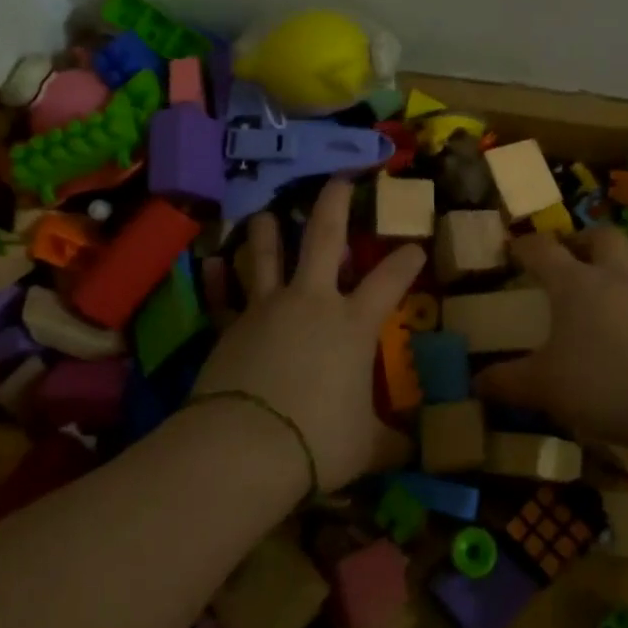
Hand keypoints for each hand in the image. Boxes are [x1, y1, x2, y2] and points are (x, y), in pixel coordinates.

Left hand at [190, 180, 421, 490]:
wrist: (243, 448)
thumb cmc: (318, 441)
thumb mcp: (365, 447)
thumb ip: (389, 442)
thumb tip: (411, 450)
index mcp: (353, 324)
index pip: (390, 280)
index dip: (407, 261)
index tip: (415, 248)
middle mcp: (312, 302)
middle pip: (324, 236)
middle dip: (335, 202)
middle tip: (339, 177)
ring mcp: (267, 308)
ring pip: (267, 255)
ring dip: (268, 231)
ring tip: (265, 213)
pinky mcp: (230, 326)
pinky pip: (225, 295)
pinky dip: (219, 279)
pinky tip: (212, 264)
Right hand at [478, 226, 627, 448]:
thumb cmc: (600, 382)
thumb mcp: (544, 387)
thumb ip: (508, 382)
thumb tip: (476, 382)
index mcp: (574, 283)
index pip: (543, 250)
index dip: (525, 245)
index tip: (512, 248)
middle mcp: (614, 279)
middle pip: (604, 237)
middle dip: (586, 239)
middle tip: (573, 254)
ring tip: (618, 276)